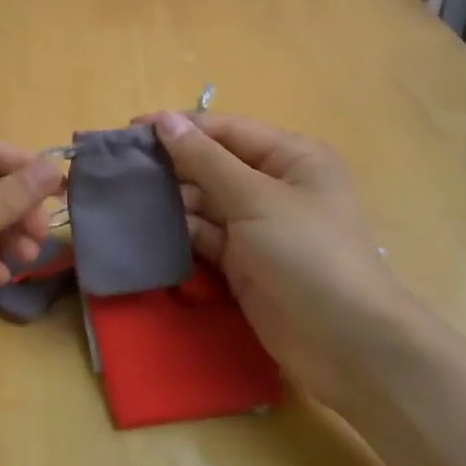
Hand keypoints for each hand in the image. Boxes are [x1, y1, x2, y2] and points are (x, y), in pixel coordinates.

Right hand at [141, 111, 412, 407]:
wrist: (346, 345)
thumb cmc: (307, 254)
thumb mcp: (255, 198)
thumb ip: (205, 159)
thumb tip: (164, 120)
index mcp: (291, 157)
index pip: (226, 131)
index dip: (180, 128)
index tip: (130, 130)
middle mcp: (276, 185)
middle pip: (214, 164)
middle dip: (171, 164)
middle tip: (119, 166)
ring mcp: (260, 226)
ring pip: (206, 201)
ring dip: (171, 197)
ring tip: (124, 193)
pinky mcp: (245, 262)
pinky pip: (206, 235)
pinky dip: (181, 230)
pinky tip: (146, 225)